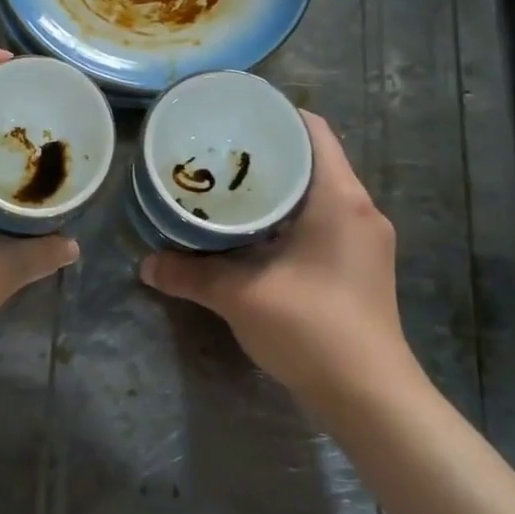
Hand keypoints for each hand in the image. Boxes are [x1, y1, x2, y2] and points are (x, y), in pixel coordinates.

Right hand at [139, 112, 418, 398]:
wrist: (369, 398)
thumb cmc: (312, 328)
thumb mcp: (241, 296)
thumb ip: (190, 275)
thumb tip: (144, 265)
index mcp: (339, 199)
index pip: (313, 131)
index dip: (275, 115)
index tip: (233, 117)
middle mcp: (359, 209)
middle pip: (313, 160)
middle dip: (266, 154)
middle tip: (217, 153)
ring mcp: (363, 240)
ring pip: (316, 194)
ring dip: (276, 189)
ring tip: (227, 188)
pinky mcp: (358, 267)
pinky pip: (320, 222)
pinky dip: (287, 218)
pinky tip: (251, 233)